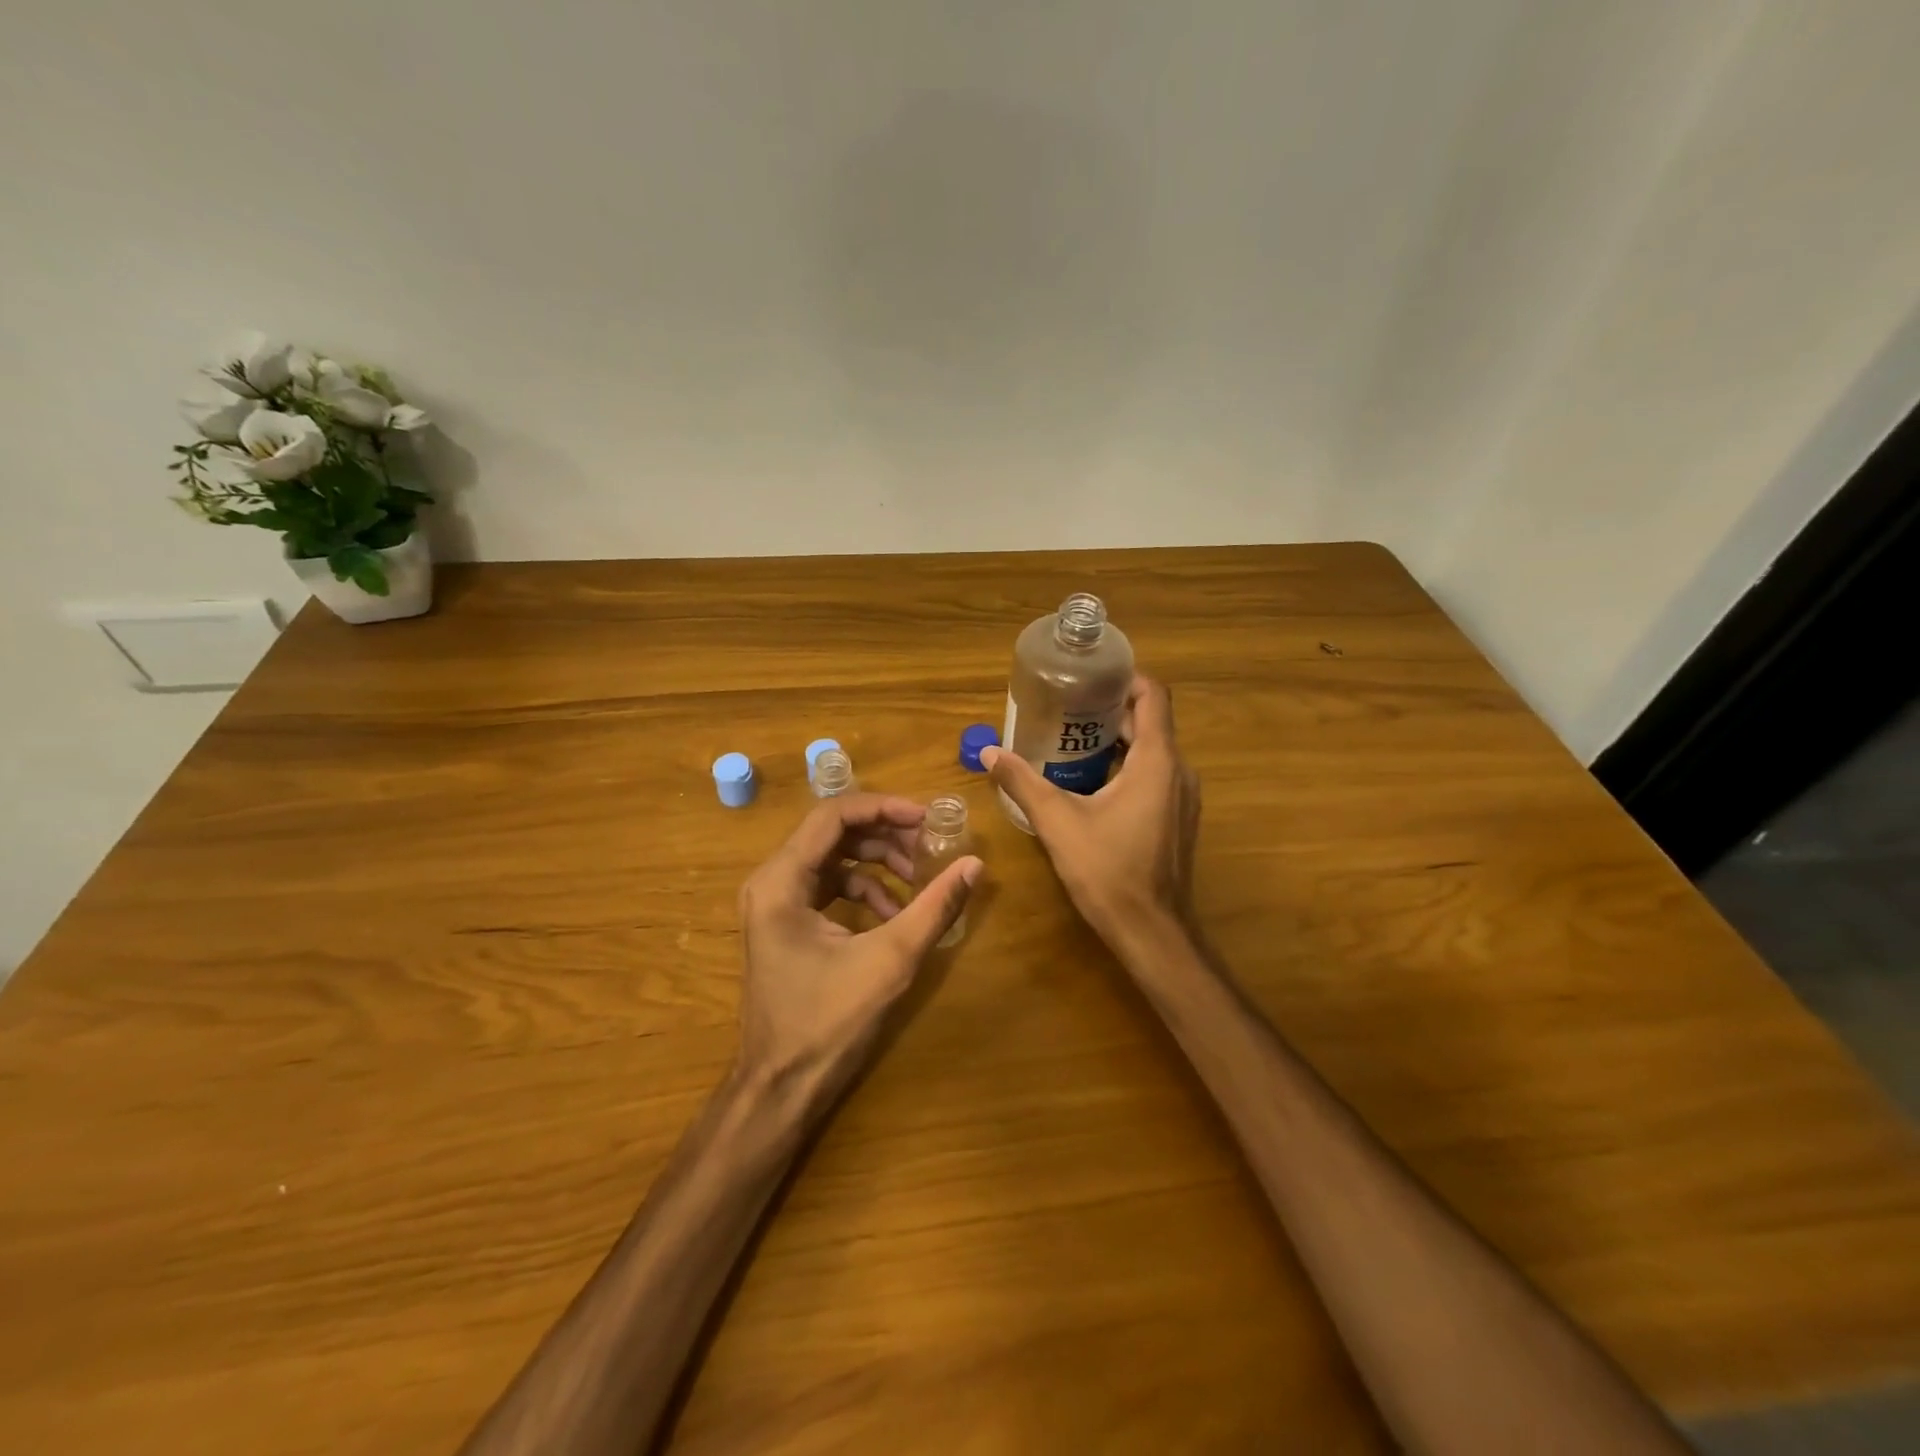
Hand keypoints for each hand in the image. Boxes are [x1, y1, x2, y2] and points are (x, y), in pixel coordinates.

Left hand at [734, 793, 981, 1101]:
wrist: (780, 1088)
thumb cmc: (827, 1023)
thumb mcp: (889, 960)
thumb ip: (934, 907)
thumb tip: (975, 864)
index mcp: (781, 881)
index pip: (833, 815)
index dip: (883, 807)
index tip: (926, 817)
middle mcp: (771, 882)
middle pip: (832, 833)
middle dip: (884, 835)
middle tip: (928, 845)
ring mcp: (775, 904)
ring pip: (833, 858)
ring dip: (878, 862)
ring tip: (918, 879)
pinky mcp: (786, 924)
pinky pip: (828, 886)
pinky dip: (864, 890)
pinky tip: (895, 913)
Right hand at [984, 675, 1198, 949]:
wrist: (1152, 932)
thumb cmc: (1109, 870)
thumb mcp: (1057, 822)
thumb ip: (1022, 782)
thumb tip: (989, 752)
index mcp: (1156, 760)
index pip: (1153, 695)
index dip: (1125, 678)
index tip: (1089, 677)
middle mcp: (1178, 771)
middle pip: (1148, 722)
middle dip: (1107, 712)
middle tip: (1064, 710)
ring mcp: (1182, 798)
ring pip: (1151, 752)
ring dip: (1115, 743)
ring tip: (1068, 745)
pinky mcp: (1177, 820)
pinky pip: (1154, 777)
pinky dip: (1125, 769)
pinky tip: (1089, 786)